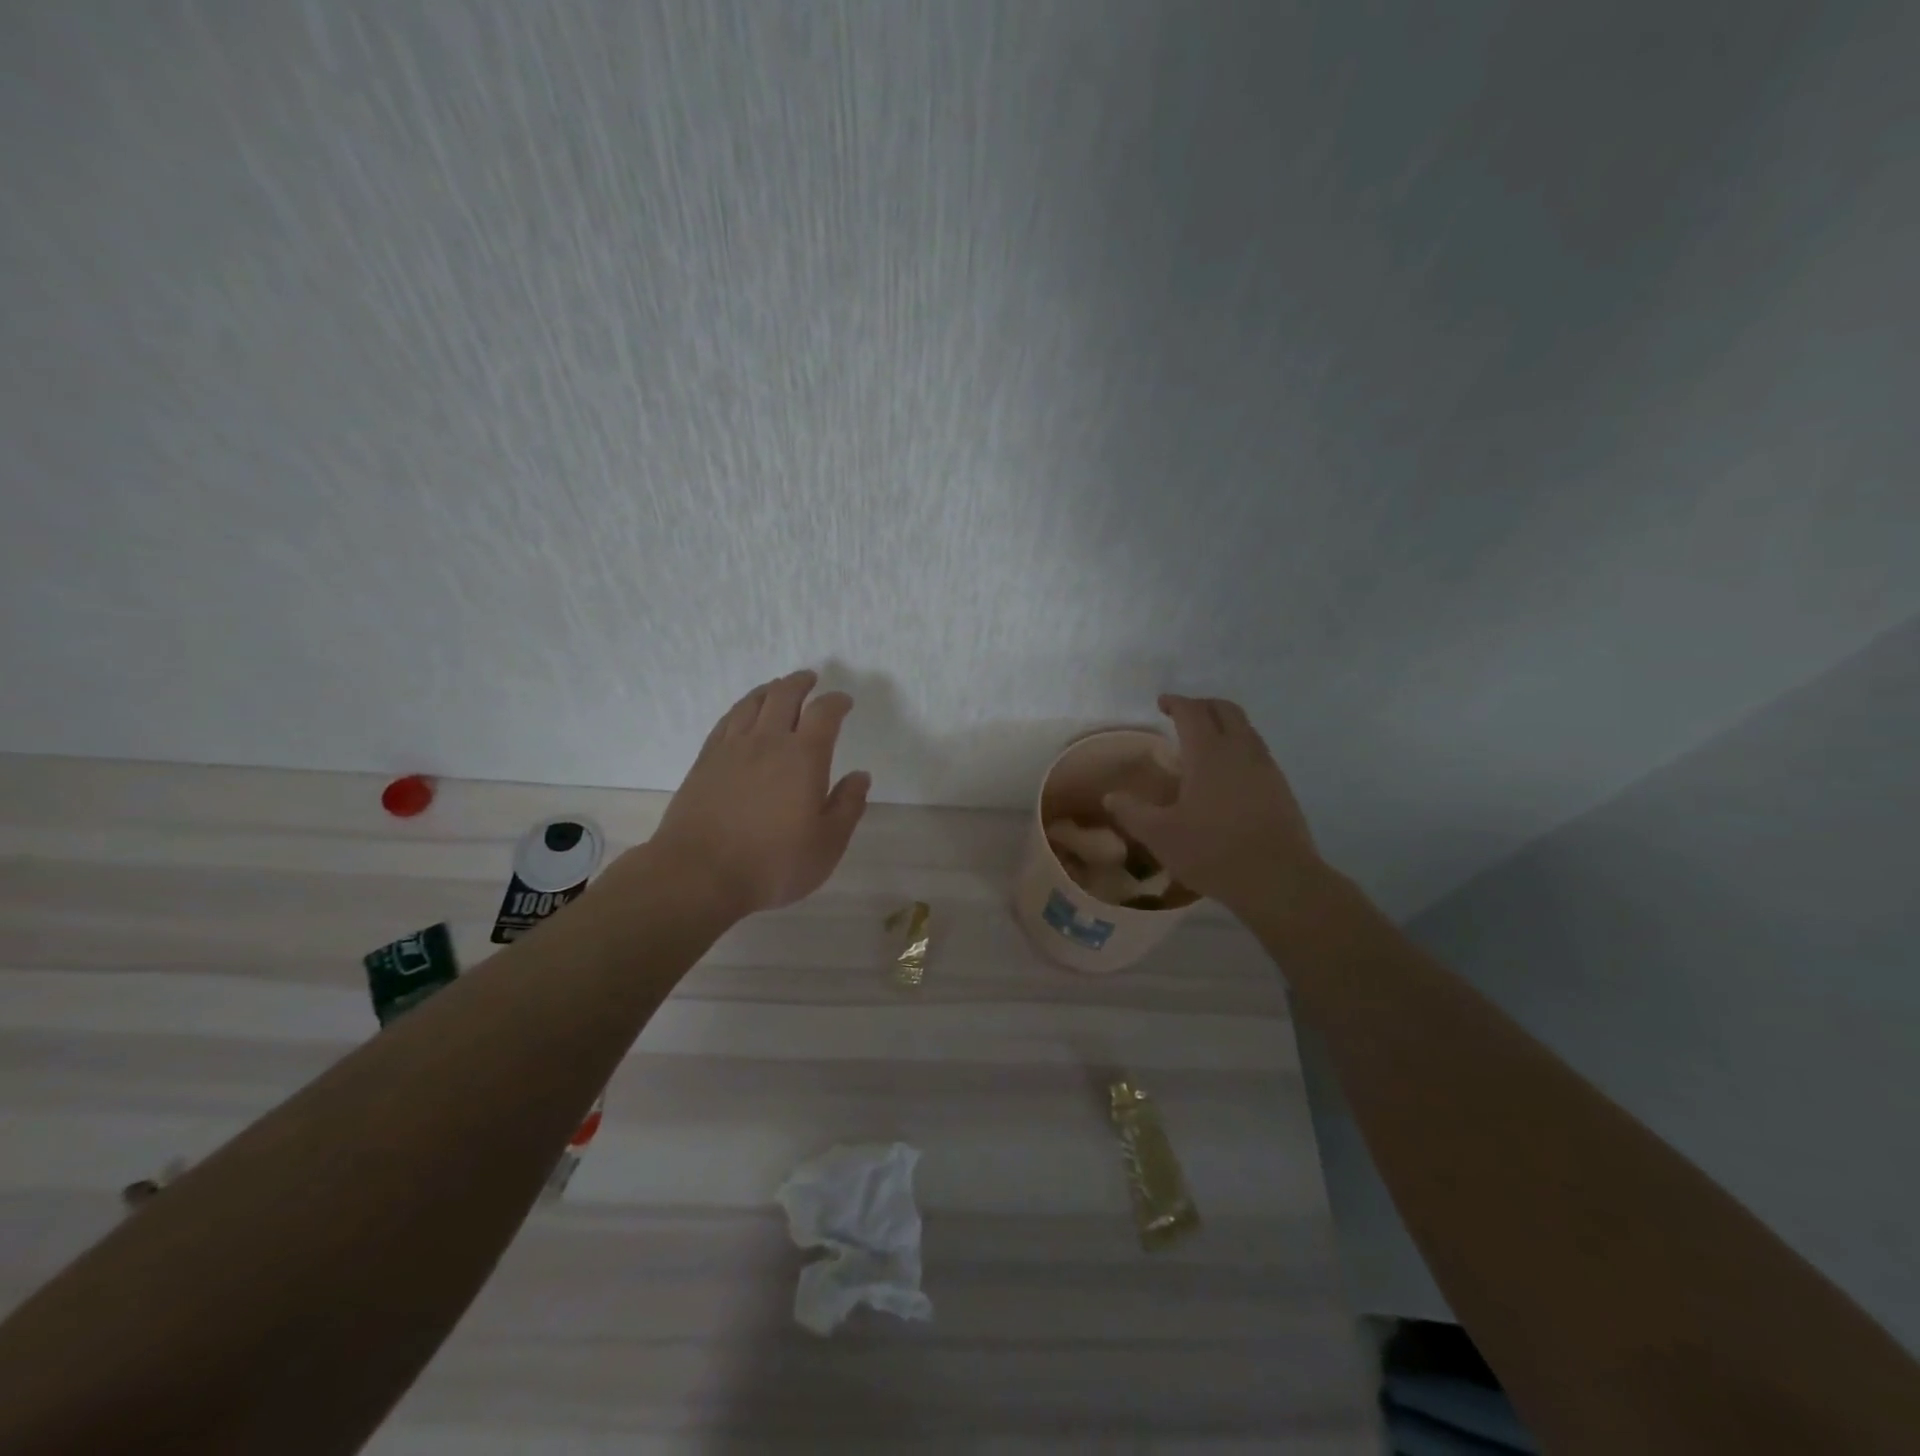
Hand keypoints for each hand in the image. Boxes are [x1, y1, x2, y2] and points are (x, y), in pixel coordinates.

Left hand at [645, 670, 870, 920]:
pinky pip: (726, 721)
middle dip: (801, 683)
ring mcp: (731, 749)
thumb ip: (848, 807)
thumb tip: (860, 776)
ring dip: (770, 689)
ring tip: (778, 688)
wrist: (699, 875)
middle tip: (811, 679)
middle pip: (784, 695)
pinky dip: (741, 708)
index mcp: (803, 757)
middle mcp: (767, 742)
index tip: (844, 701)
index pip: (824, 713)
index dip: (837, 702)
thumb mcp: (827, 845)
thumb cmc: (773, 864)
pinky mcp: (705, 761)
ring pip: (752, 703)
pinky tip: (743, 714)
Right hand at [1104, 694, 1321, 911]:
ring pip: (1246, 728)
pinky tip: (1227, 774)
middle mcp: (1240, 750)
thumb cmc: (1213, 852)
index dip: (1176, 702)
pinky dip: (1238, 746)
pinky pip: (1257, 751)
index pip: (1192, 711)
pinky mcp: (1281, 787)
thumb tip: (1111, 797)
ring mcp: (1266, 767)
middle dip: (1203, 705)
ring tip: (1204, 743)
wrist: (1279, 880)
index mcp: (1208, 753)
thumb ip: (1132, 812)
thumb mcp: (1160, 836)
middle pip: (1225, 710)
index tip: (1162, 703)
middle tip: (1183, 715)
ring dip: (1224, 725)